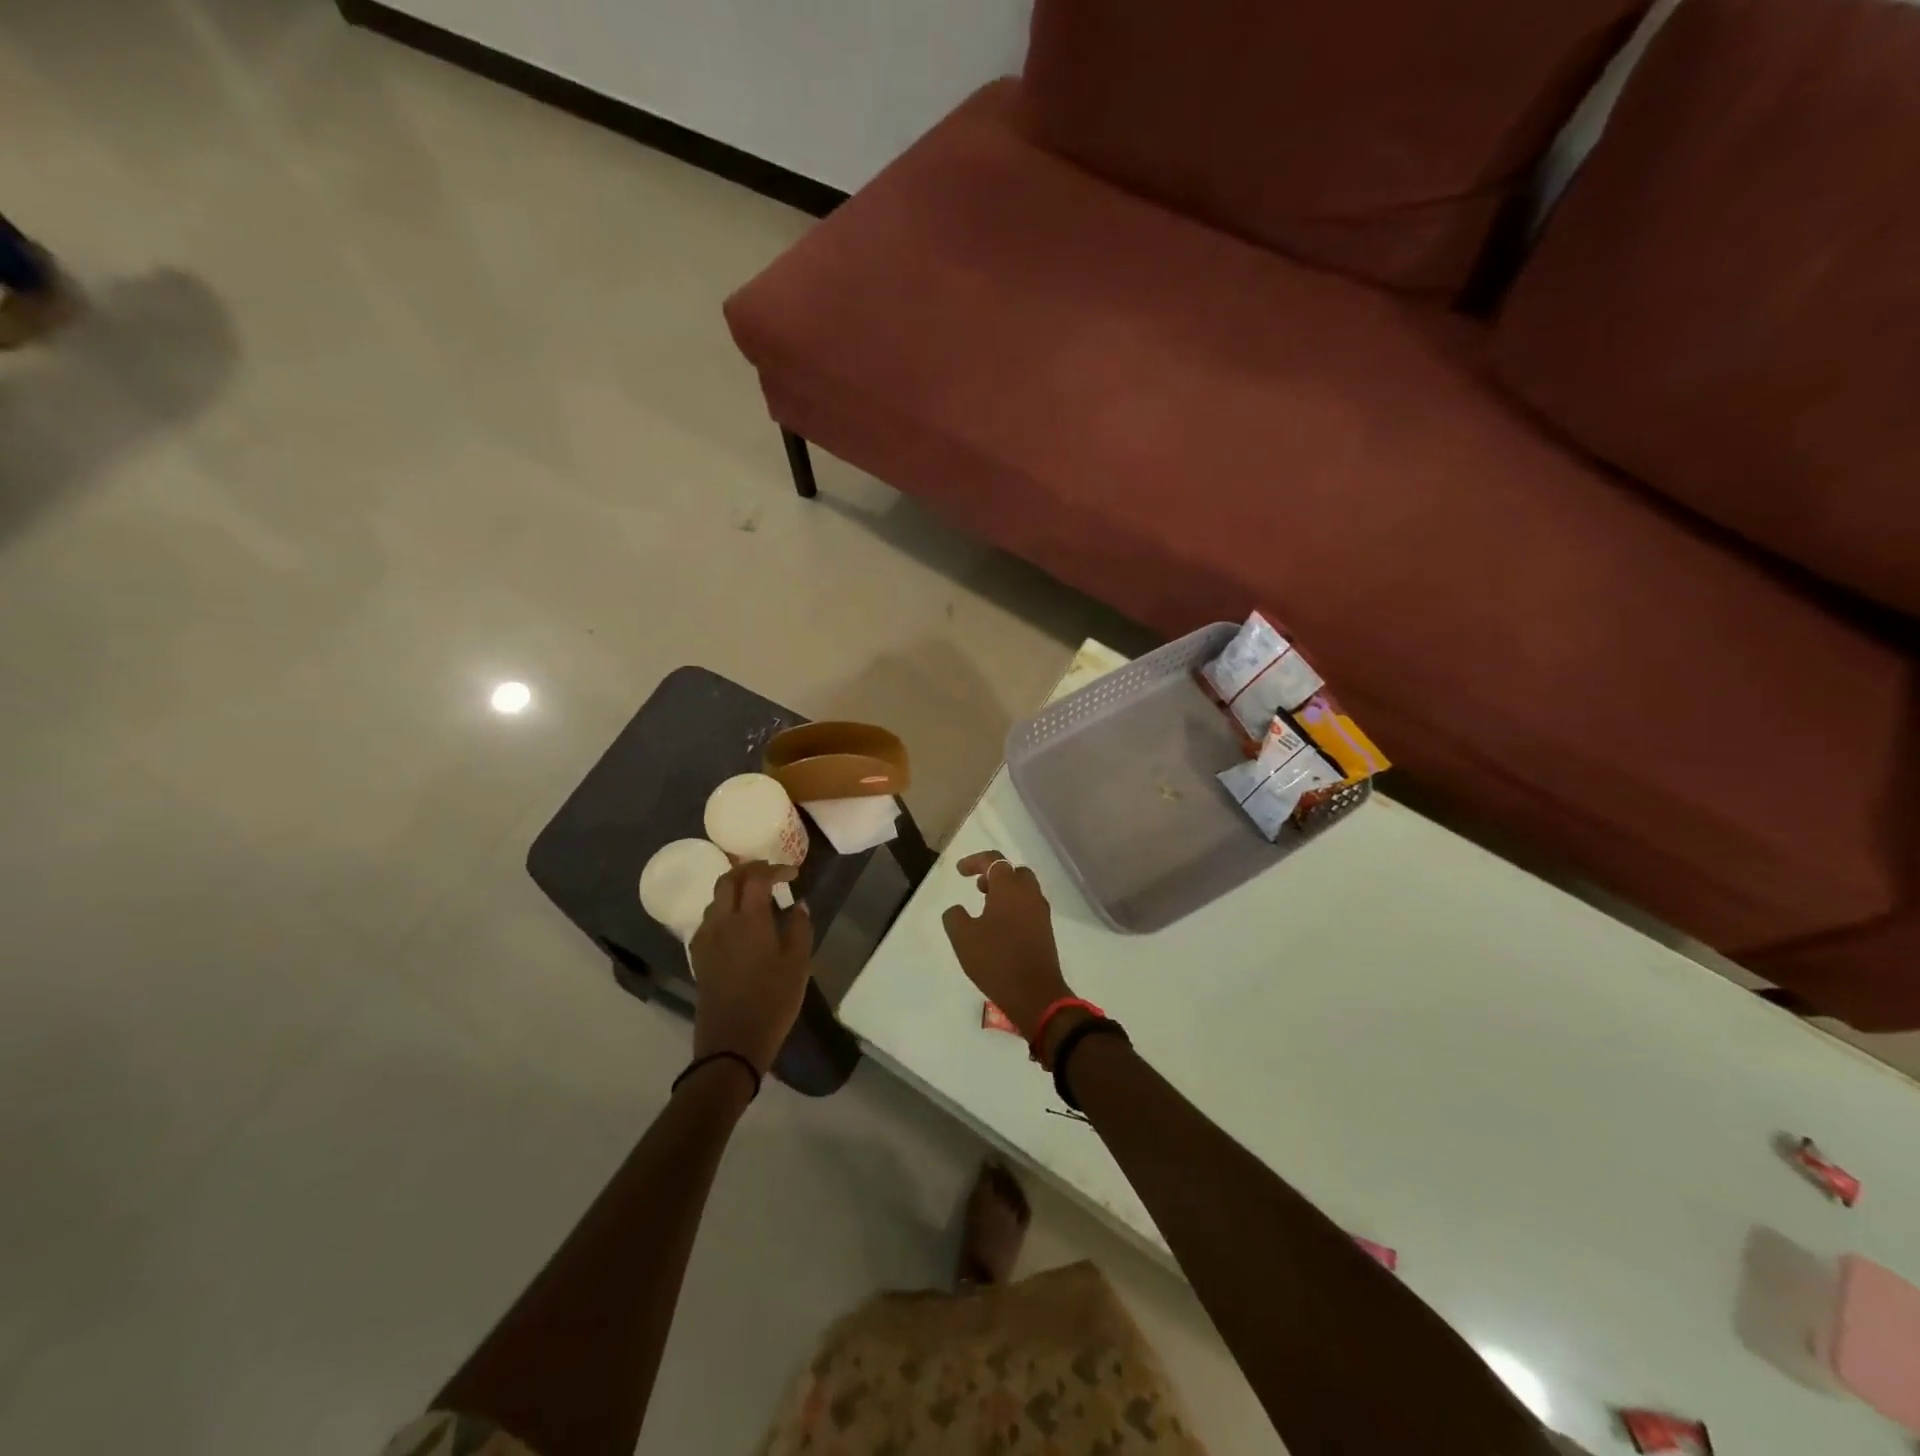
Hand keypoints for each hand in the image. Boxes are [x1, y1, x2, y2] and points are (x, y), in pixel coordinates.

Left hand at [689, 861, 811, 1077]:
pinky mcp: (699, 957)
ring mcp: (706, 939)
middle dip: (749, 870)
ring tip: (757, 899)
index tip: (793, 874)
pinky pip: (709, 920)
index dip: (775, 868)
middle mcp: (722, 922)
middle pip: (728, 880)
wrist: (731, 1043)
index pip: (757, 877)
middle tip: (771, 875)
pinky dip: (724, 911)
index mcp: (748, 919)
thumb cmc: (772, 1001)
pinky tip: (739, 927)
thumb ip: (800, 928)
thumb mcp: (798, 964)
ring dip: (735, 890)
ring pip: (716, 899)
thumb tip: (798, 905)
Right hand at [941, 851, 1071, 1039]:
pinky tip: (1000, 927)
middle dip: (995, 874)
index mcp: (1009, 889)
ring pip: (1024, 889)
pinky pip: (1029, 907)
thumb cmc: (996, 960)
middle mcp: (1029, 894)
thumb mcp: (963, 938)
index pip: (994, 861)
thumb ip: (955, 917)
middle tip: (978, 887)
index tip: (960, 871)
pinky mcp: (1046, 930)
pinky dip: (1015, 907)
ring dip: (1006, 891)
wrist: (1035, 993)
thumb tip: (957, 910)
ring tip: (986, 907)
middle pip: (1014, 872)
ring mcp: (1041, 913)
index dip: (975, 862)